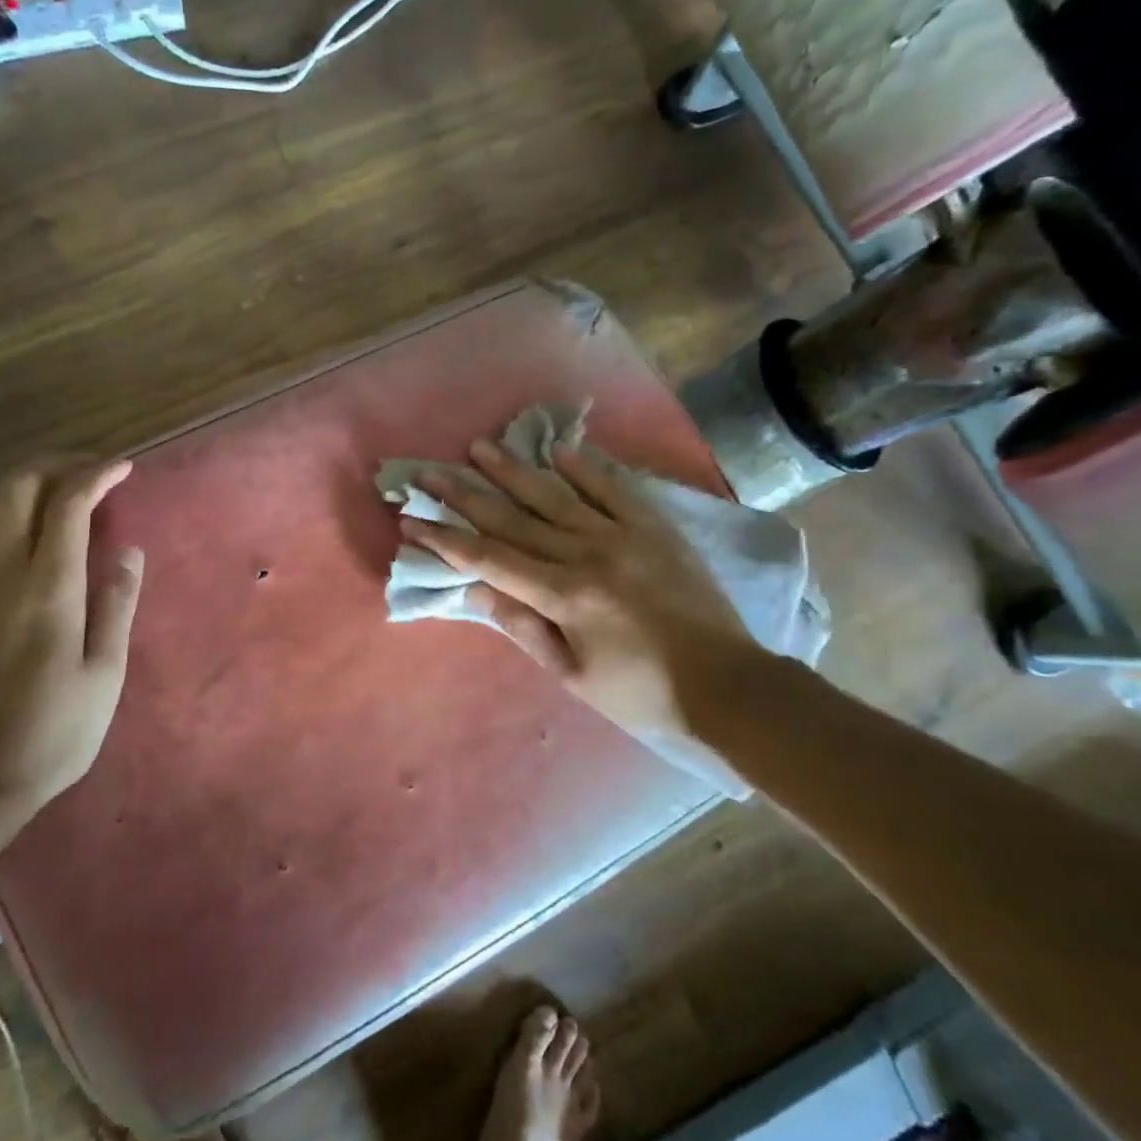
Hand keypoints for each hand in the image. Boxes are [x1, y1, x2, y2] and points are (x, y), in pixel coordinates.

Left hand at [0, 458, 142, 815]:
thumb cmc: (56, 730)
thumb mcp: (106, 672)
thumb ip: (116, 604)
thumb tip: (128, 550)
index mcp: (48, 587)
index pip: (69, 504)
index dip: (97, 475)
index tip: (123, 468)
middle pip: (16, 490)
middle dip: (54, 467)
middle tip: (86, 472)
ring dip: (12, 488)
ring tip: (43, 494)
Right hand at [402, 439, 762, 743]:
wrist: (729, 687)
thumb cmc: (643, 693)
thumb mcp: (572, 674)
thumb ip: (524, 626)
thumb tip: (477, 589)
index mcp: (563, 595)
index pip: (489, 558)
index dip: (446, 539)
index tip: (412, 519)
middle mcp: (586, 554)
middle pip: (513, 518)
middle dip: (464, 495)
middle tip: (428, 471)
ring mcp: (623, 535)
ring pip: (556, 494)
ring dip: (514, 470)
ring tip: (480, 446)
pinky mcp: (654, 528)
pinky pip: (613, 489)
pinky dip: (585, 468)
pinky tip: (559, 450)